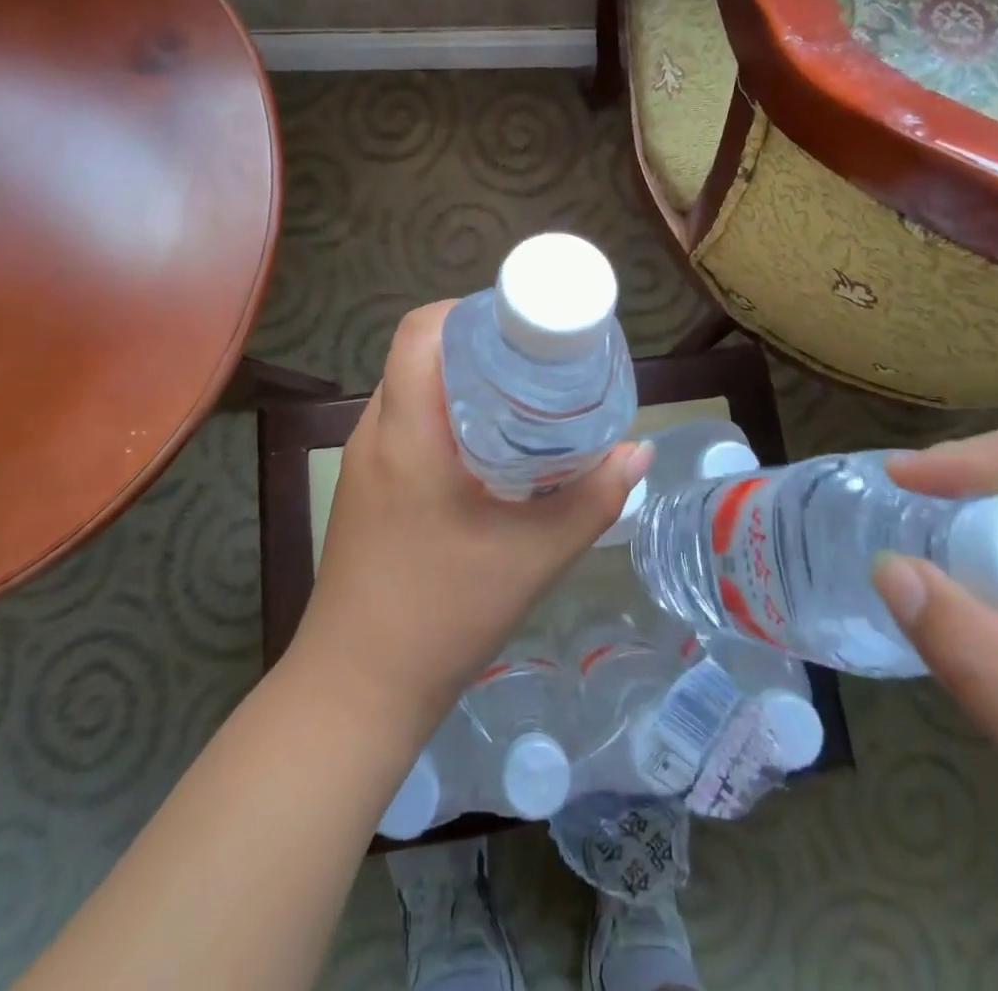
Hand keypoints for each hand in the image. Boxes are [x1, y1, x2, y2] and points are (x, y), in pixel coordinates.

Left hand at [292, 301, 649, 743]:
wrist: (358, 687)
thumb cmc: (442, 613)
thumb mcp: (533, 556)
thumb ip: (592, 499)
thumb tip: (639, 451)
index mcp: (406, 431)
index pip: (421, 331)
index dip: (468, 311)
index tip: (521, 326)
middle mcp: (375, 432)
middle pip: (419, 355)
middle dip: (478, 346)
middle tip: (537, 362)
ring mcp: (363, 460)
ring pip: (412, 390)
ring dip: (461, 383)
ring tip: (520, 399)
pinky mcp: (365, 487)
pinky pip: (404, 424)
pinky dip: (445, 416)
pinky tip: (487, 450)